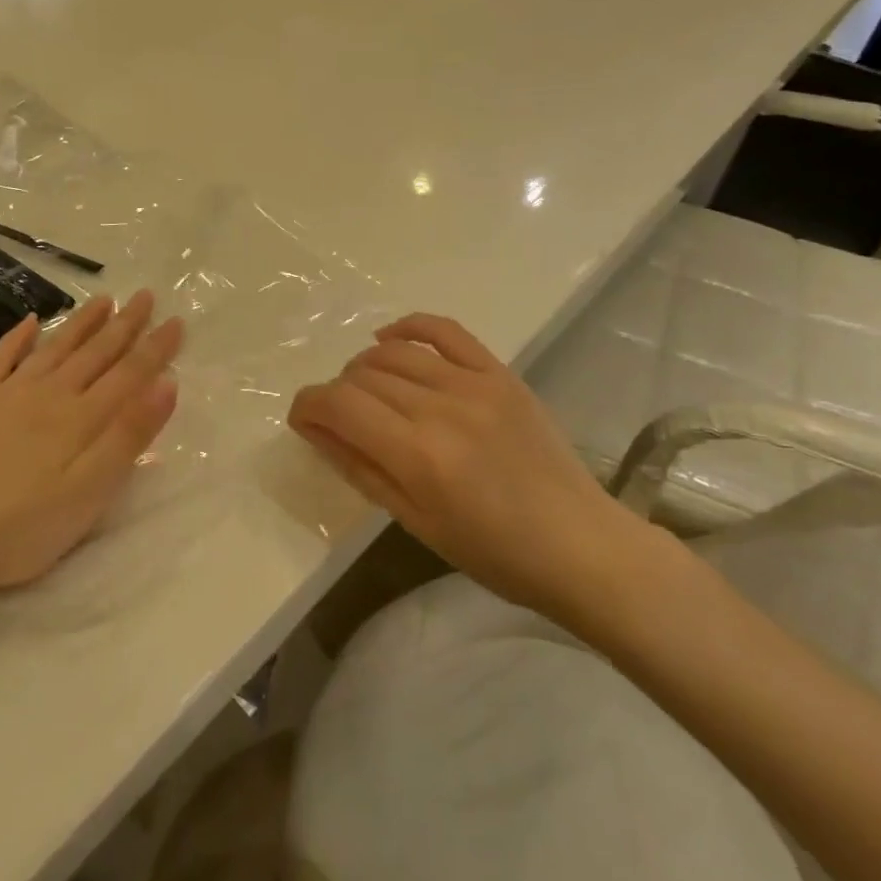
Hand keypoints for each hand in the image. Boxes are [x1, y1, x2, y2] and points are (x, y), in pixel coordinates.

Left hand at [0, 291, 182, 613]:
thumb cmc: (19, 528)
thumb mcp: (88, 494)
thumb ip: (128, 437)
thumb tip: (166, 384)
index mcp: (81, 419)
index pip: (130, 374)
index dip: (156, 348)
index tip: (177, 321)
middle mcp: (49, 395)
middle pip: (96, 353)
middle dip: (125, 324)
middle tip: (145, 296)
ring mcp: (7, 394)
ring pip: (55, 348)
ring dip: (82, 323)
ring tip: (104, 299)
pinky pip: (0, 359)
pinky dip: (17, 338)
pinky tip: (29, 321)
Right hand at [287, 313, 666, 630]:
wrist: (580, 544)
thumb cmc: (494, 553)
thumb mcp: (415, 522)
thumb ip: (360, 468)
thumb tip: (314, 428)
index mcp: (419, 455)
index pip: (340, 405)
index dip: (307, 405)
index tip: (301, 418)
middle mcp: (441, 408)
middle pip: (362, 376)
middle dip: (336, 394)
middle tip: (339, 420)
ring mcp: (474, 383)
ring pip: (394, 353)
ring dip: (364, 367)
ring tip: (364, 391)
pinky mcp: (499, 373)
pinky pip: (444, 330)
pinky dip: (408, 327)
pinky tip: (388, 338)